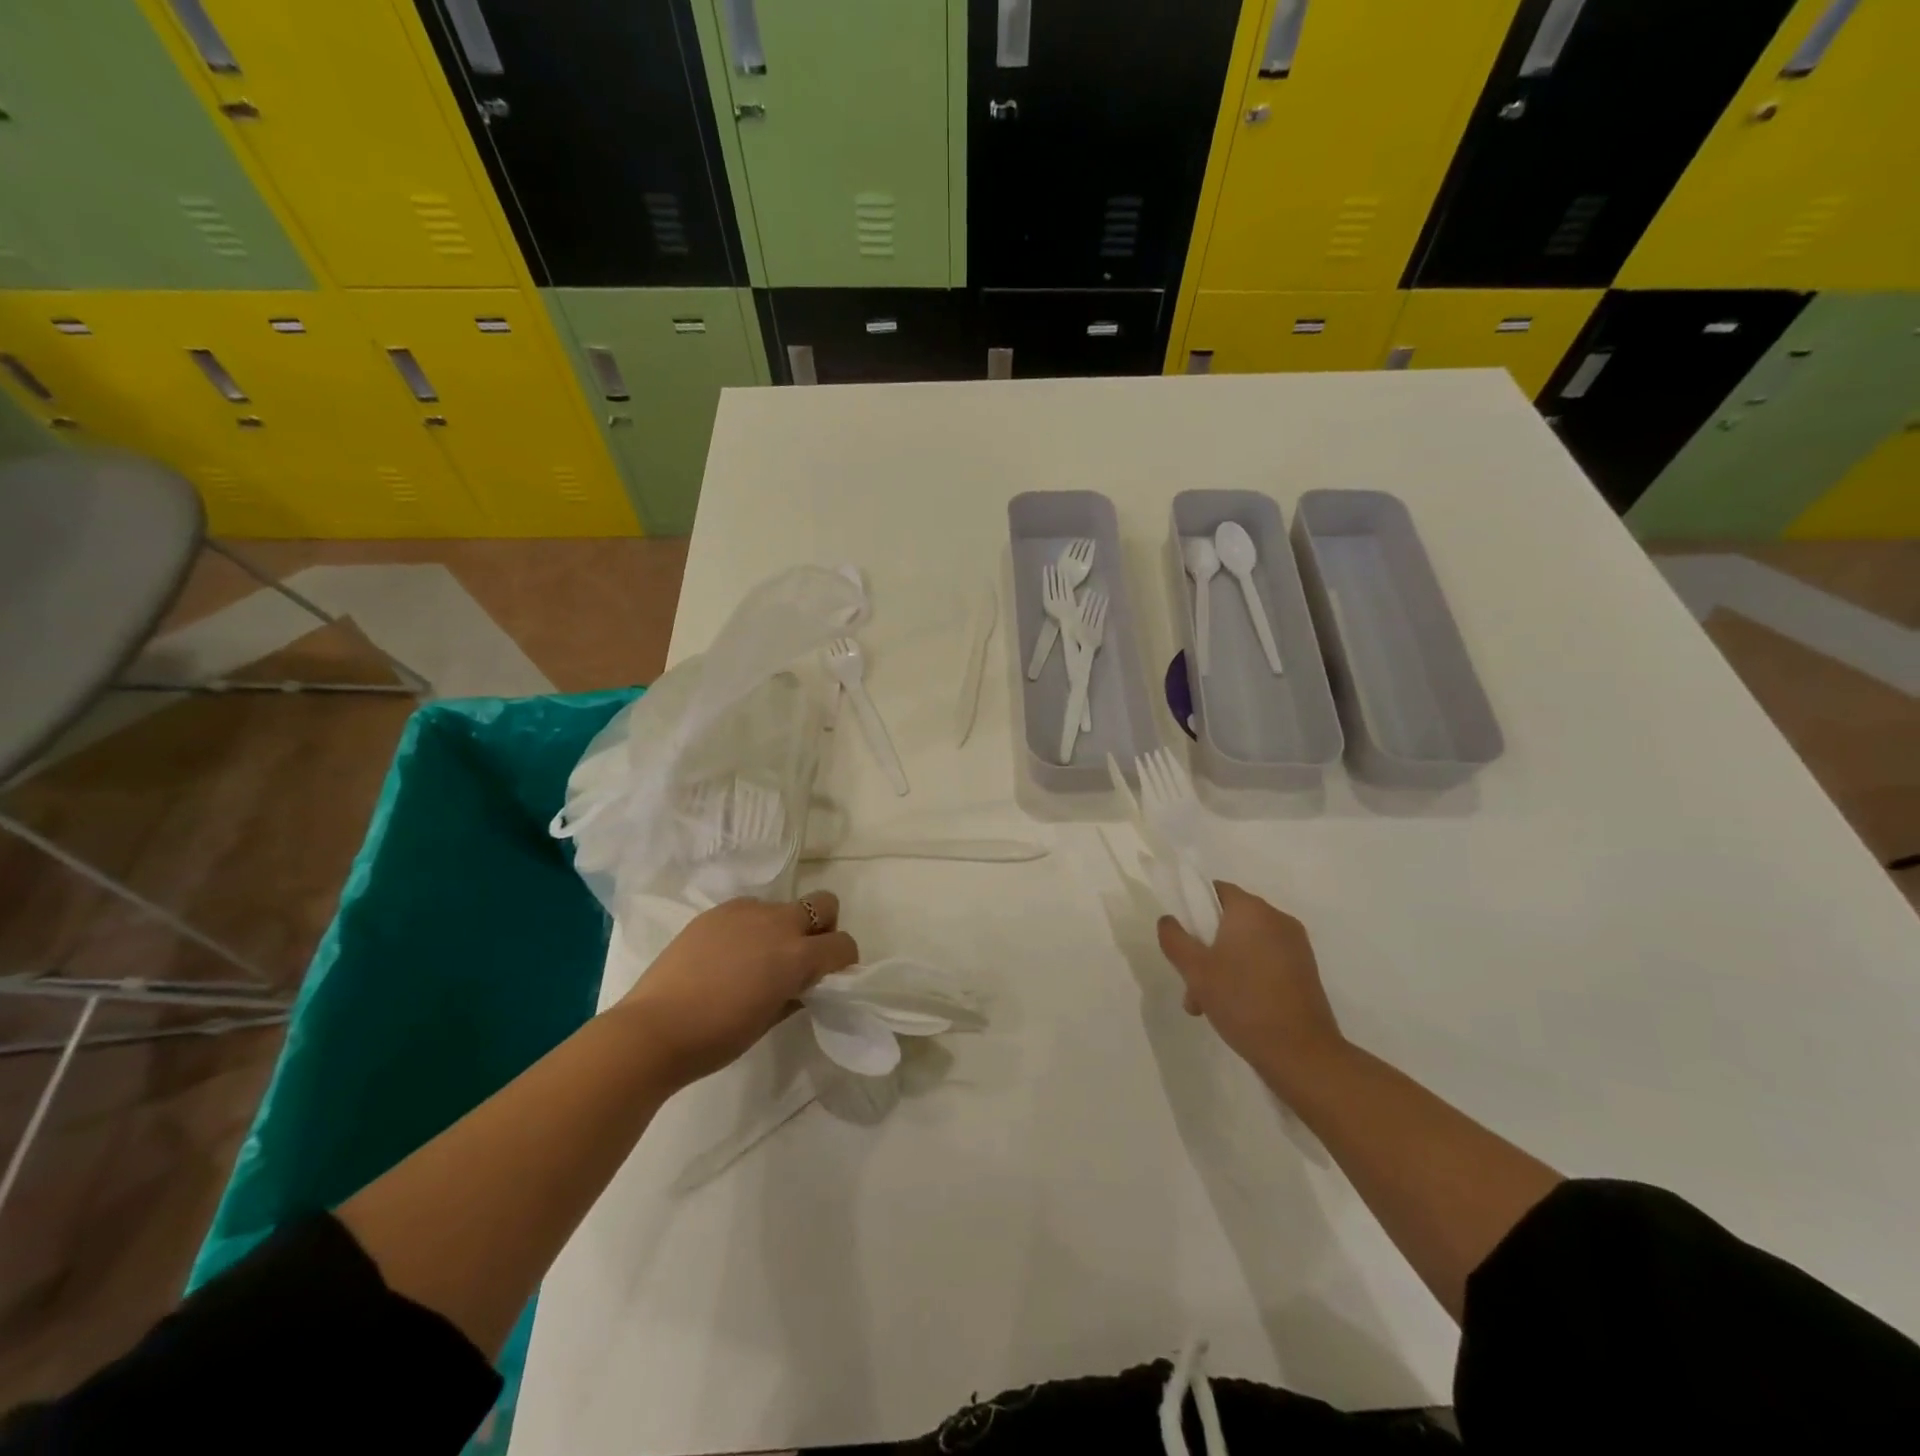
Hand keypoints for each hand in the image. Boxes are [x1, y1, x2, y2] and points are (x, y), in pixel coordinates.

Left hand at [618, 892, 858, 1088]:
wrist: (653, 1029)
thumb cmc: (717, 1036)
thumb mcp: (769, 1020)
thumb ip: (796, 994)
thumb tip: (803, 985)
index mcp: (797, 955)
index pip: (843, 945)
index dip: (843, 961)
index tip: (829, 978)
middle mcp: (778, 923)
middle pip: (823, 904)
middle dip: (822, 927)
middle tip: (802, 957)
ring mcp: (745, 911)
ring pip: (783, 907)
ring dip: (783, 927)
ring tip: (757, 958)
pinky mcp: (716, 911)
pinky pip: (749, 910)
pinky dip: (751, 927)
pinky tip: (728, 954)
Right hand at [1157, 882, 1344, 1092]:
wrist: (1301, 1054)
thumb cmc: (1242, 1001)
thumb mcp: (1195, 970)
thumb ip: (1174, 939)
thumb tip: (1168, 920)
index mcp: (1252, 910)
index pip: (1216, 890)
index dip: (1192, 907)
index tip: (1181, 937)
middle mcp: (1277, 919)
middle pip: (1229, 921)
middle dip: (1205, 947)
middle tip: (1189, 981)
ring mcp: (1295, 946)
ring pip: (1245, 944)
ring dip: (1222, 965)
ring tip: (1206, 1004)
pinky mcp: (1305, 971)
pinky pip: (1265, 961)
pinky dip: (1246, 975)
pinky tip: (1234, 1008)